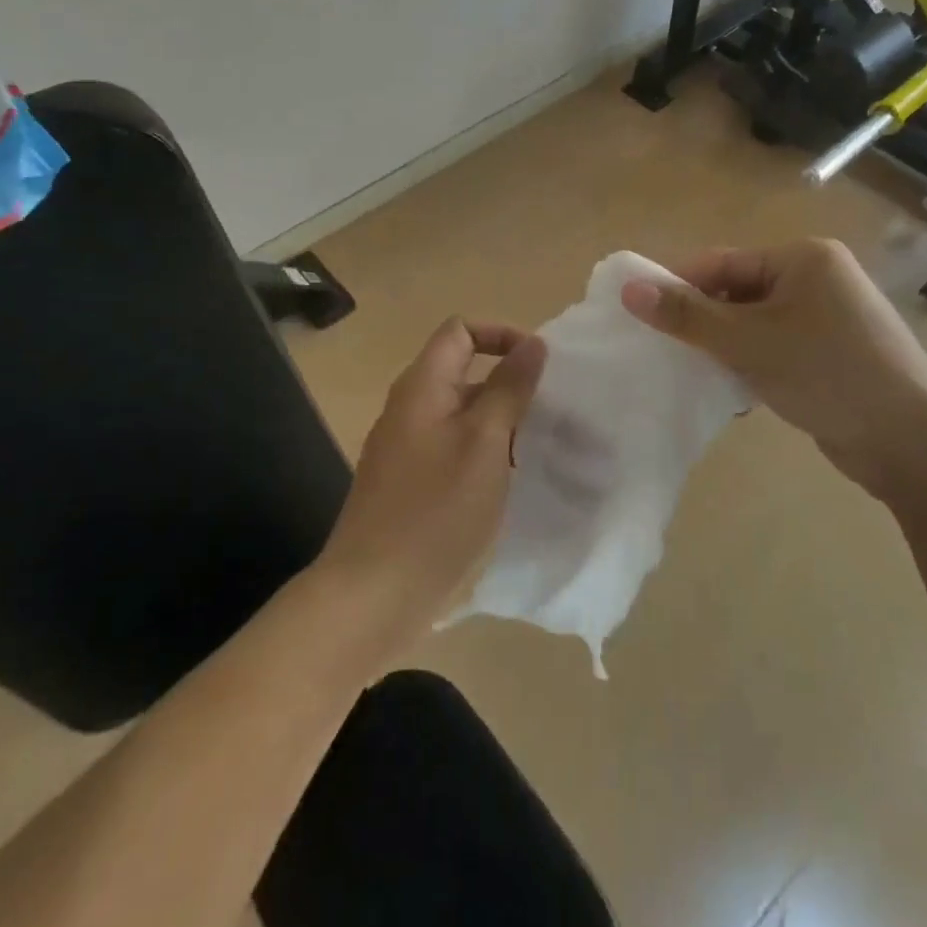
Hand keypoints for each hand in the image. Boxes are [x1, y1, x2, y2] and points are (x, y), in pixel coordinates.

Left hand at [315, 317, 546, 655]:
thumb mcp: (485, 442)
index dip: (501, 335)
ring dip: (502, 424)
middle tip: (552, 414)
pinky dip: (486, 455)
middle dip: (510, 385)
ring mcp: (408, 449)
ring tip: (541, 450)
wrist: (373, 595)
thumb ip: (510, 388)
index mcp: (422, 386)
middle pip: (464, 372)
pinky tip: (511, 484)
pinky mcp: (412, 485)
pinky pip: (455, 450)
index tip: (539, 367)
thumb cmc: (435, 510)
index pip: (460, 330)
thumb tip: (533, 343)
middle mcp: (411, 409)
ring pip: (464, 416)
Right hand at [621, 239, 926, 495]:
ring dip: (727, 345)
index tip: (640, 314)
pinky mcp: (835, 352)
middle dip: (705, 321)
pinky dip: (754, 362)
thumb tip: (629, 290)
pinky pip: (778, 346)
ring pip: (757, 322)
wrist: (911, 442)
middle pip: (739, 290)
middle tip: (667, 349)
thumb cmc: (826, 374)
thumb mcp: (748, 342)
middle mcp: (819, 277)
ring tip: (695, 371)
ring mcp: (831, 316)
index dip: (679, 285)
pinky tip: (735, 389)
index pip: (723, 262)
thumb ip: (687, 315)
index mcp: (803, 257)